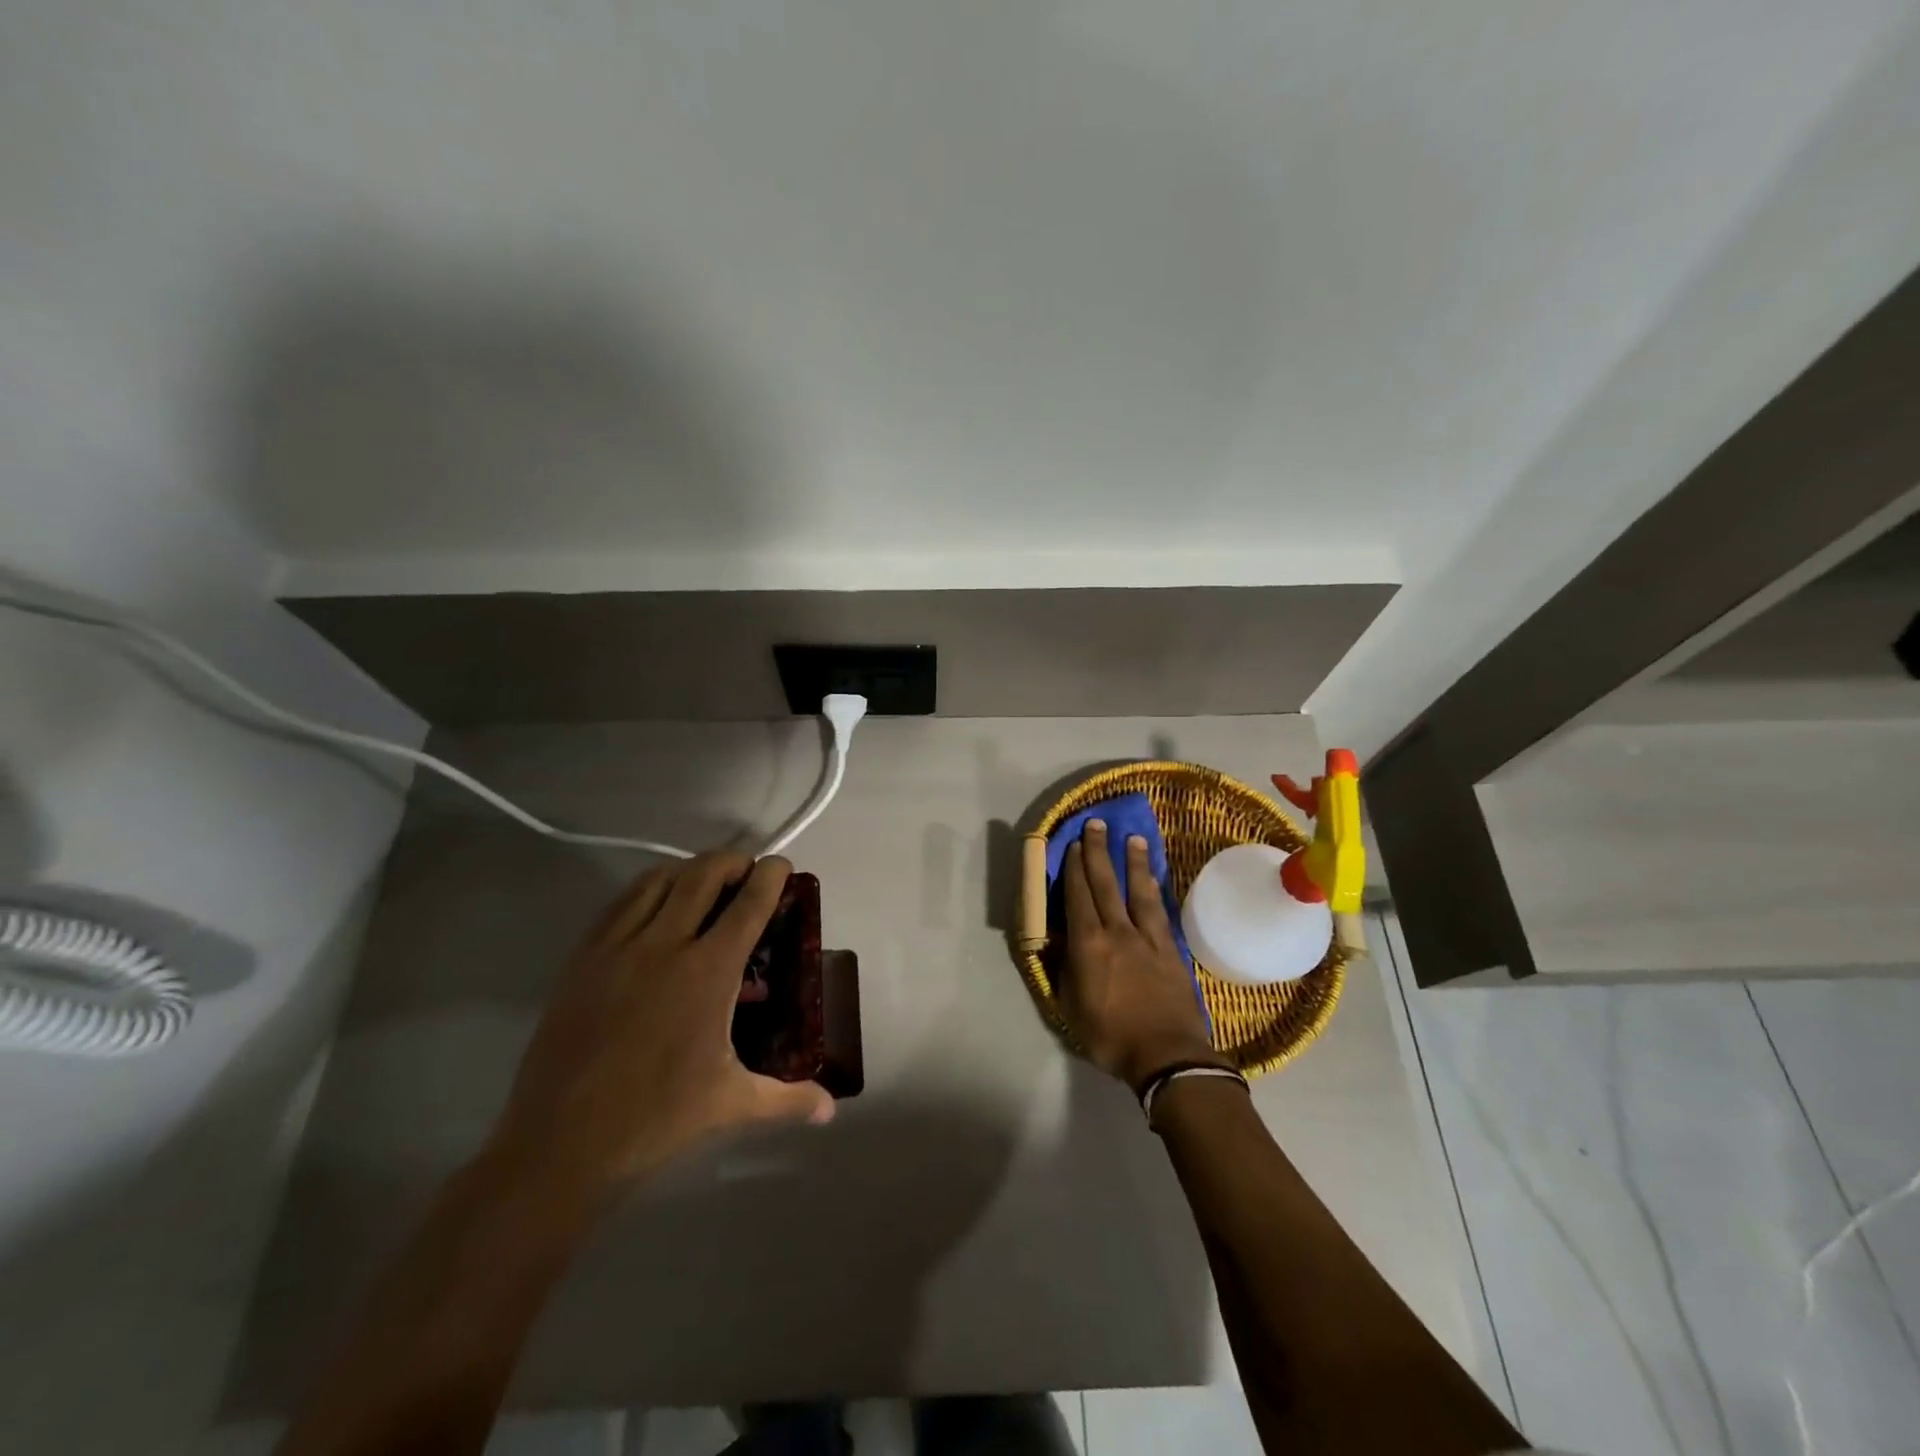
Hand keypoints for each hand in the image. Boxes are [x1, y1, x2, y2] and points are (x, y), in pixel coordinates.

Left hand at [487, 852, 833, 1197]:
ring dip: (688, 870)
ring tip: (703, 883)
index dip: (770, 875)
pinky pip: (619, 903)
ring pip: (657, 880)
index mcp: (708, 971)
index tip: (782, 865)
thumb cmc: (655, 1119)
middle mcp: (665, 944)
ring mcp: (618, 947)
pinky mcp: (583, 959)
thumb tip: (829, 1108)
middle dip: (732, 860)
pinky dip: (646, 890)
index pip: (749, 903)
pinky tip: (653, 908)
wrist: (560, 1143)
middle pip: (703, 874)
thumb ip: (788, 1099)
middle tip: (747, 872)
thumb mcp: (732, 1105)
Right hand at [1057, 820, 1224, 1091]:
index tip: (1072, 844)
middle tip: (1096, 824)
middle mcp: (1117, 931)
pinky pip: (1159, 911)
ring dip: (1132, 862)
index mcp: (1088, 945)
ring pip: (1137, 891)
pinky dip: (1154, 890)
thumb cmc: (1110, 1036)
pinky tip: (1154, 878)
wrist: (1167, 1055)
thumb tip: (1058, 942)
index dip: (1074, 868)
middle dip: (1098, 852)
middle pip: (1105, 884)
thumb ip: (1064, 970)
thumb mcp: (1070, 1008)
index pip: (1078, 896)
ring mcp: (1147, 938)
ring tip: (1132, 838)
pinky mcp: (1170, 949)